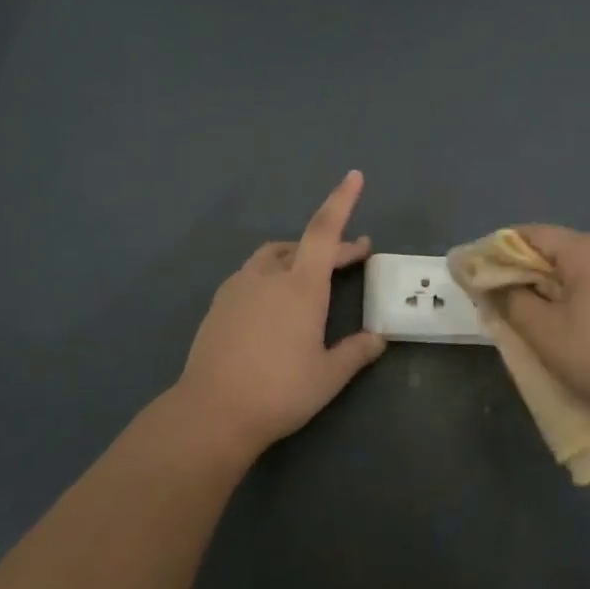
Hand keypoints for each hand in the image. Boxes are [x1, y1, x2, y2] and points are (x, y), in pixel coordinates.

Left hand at [174, 171, 386, 458]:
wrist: (211, 412)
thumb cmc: (279, 392)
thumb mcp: (328, 377)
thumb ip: (356, 353)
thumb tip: (378, 339)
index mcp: (300, 286)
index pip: (324, 231)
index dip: (342, 201)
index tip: (354, 176)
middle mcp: (268, 277)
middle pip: (302, 245)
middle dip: (331, 247)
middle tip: (353, 258)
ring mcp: (239, 288)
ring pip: (272, 258)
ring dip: (296, 258)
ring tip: (311, 278)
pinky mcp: (219, 304)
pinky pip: (251, 276)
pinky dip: (271, 276)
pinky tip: (274, 304)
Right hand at [494, 225, 589, 426]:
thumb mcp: (544, 333)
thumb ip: (512, 301)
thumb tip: (493, 285)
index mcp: (588, 251)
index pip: (533, 233)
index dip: (501, 248)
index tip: (480, 271)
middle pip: (557, 248)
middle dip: (525, 269)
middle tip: (501, 296)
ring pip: (579, 267)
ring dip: (551, 283)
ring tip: (532, 311)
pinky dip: (577, 293)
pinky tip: (569, 320)